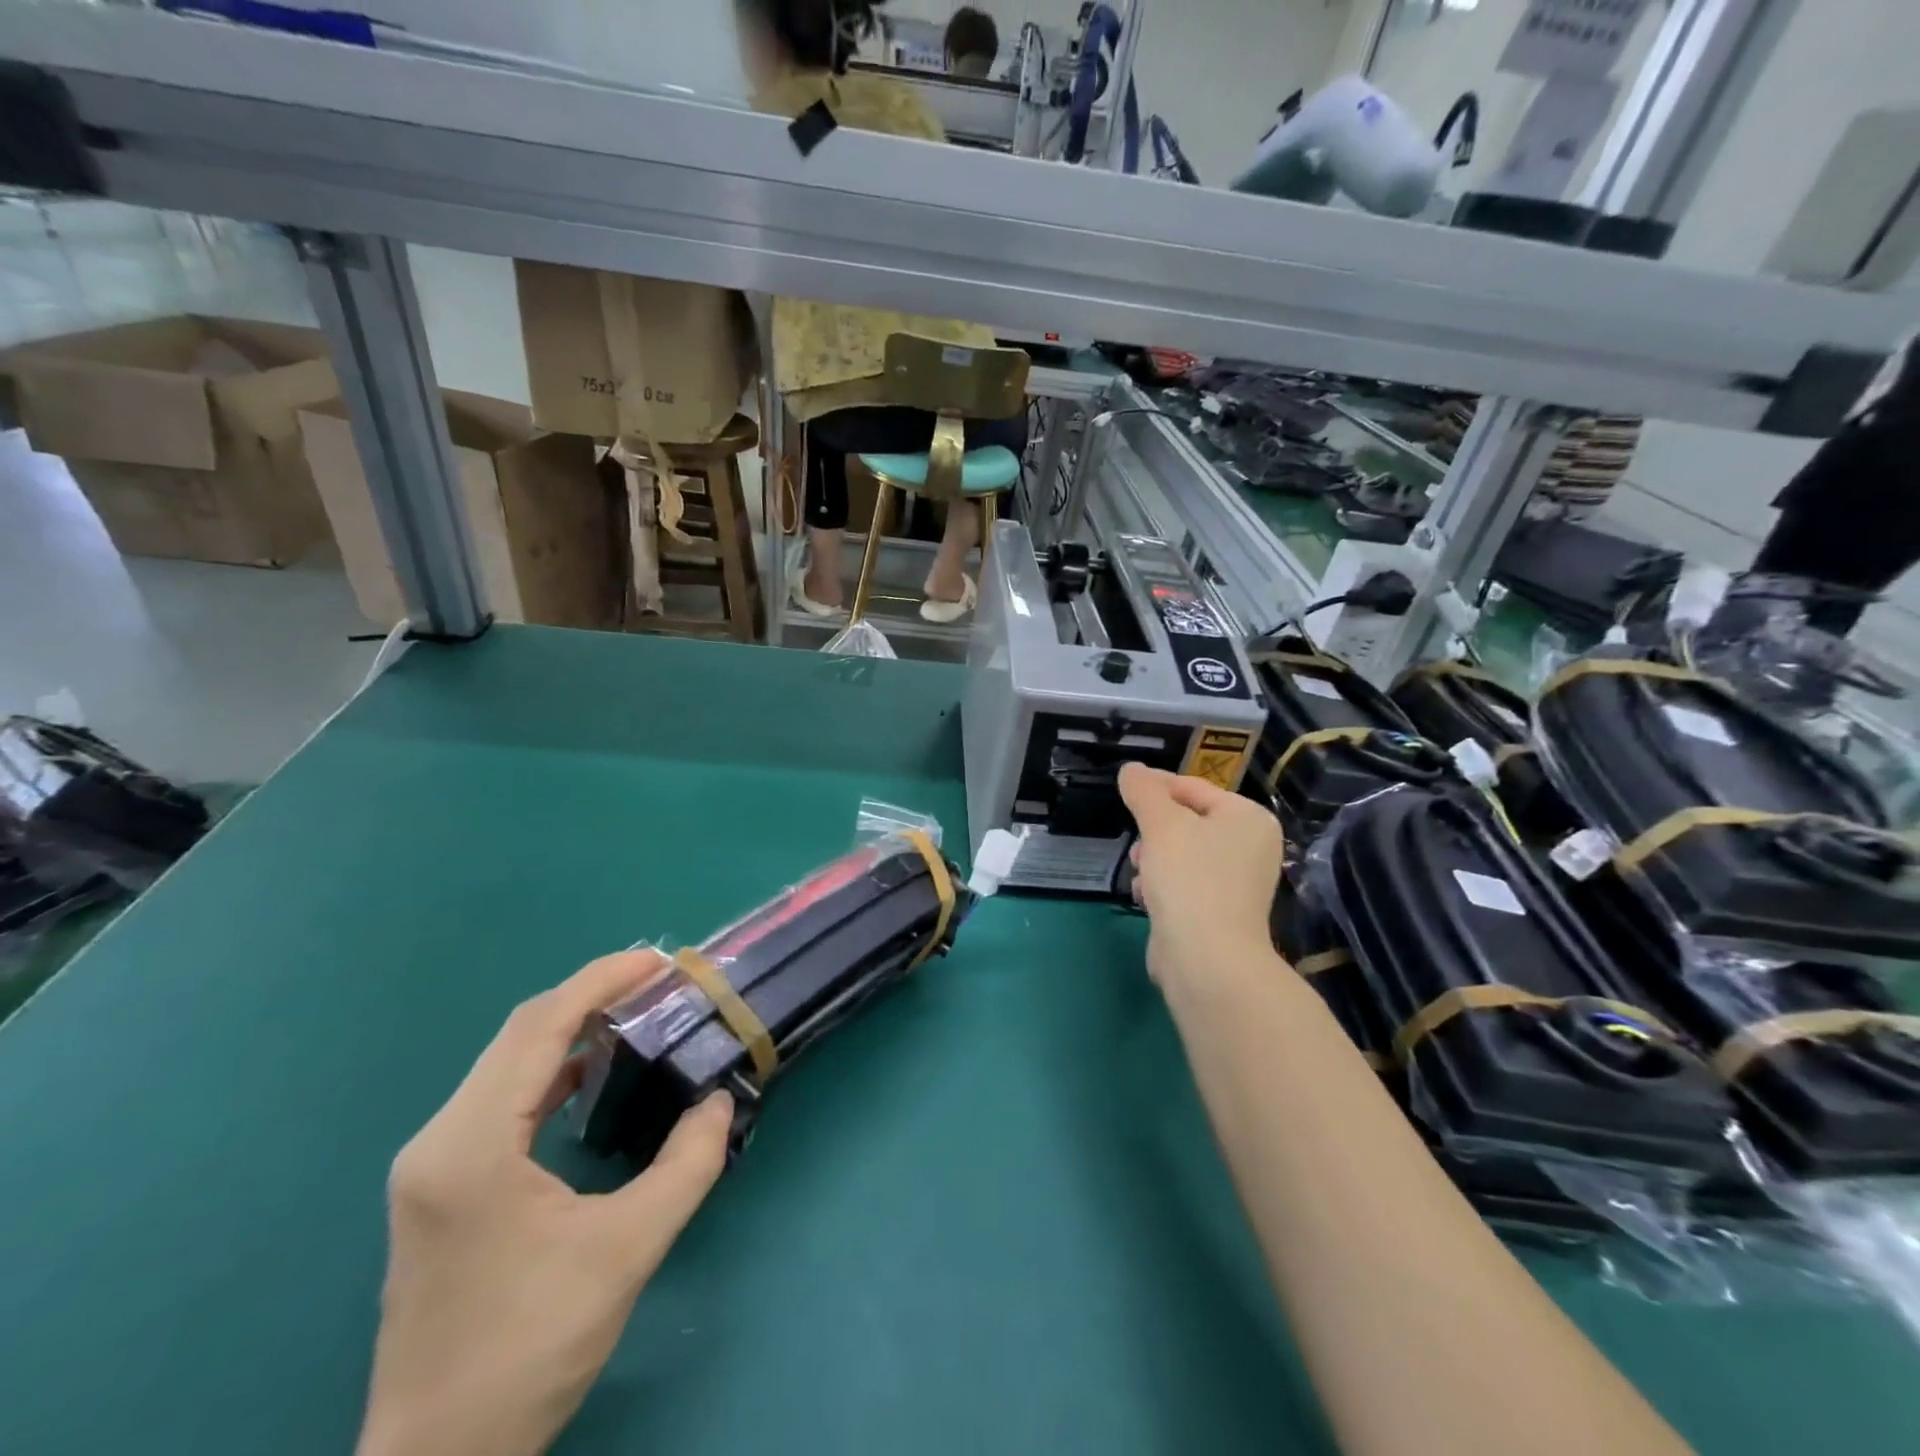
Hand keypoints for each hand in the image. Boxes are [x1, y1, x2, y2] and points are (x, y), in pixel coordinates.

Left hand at [357, 950, 732, 1455]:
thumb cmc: (529, 1351)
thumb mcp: (627, 1250)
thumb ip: (687, 1164)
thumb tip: (720, 1102)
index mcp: (472, 1147)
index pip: (538, 1028)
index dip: (600, 982)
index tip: (659, 961)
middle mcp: (439, 1141)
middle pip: (518, 1034)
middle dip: (591, 996)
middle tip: (659, 983)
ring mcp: (432, 1165)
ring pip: (507, 1062)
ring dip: (570, 1029)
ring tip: (635, 1016)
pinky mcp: (440, 1187)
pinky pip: (500, 1097)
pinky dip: (551, 1068)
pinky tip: (590, 1077)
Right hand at [1118, 763, 1284, 990]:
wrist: (1206, 958)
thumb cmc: (1190, 878)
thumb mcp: (1161, 824)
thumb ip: (1144, 791)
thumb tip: (1131, 769)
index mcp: (1248, 818)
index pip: (1194, 788)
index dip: (1156, 786)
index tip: (1125, 790)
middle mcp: (1251, 847)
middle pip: (1187, 822)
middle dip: (1154, 831)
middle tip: (1138, 842)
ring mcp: (1237, 883)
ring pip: (1181, 854)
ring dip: (1154, 860)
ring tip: (1141, 872)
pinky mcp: (1219, 912)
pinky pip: (1183, 884)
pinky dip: (1163, 886)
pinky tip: (1148, 897)